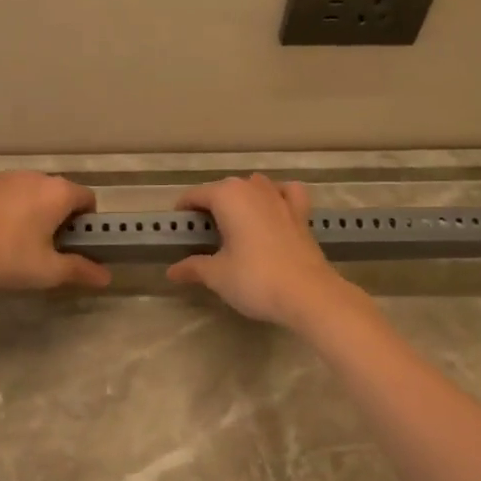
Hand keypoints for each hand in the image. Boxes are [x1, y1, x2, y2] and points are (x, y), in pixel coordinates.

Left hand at [0, 172, 109, 290]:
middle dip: (59, 219)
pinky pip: (7, 195)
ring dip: (33, 213)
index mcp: (58, 192)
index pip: (88, 199)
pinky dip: (8, 210)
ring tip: (15, 244)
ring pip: (32, 194)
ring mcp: (5, 176)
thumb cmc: (3, 255)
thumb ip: (79, 270)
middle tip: (45, 250)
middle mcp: (35, 176)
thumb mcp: (45, 271)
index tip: (73, 246)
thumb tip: (106, 276)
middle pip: (60, 195)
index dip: (87, 224)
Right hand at [166, 174, 350, 325]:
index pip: (195, 195)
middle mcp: (254, 188)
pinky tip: (273, 210)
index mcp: (228, 196)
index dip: (183, 211)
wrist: (308, 294)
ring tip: (235, 224)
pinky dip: (278, 196)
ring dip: (242, 198)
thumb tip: (172, 270)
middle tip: (202, 236)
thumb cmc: (255, 279)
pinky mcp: (301, 213)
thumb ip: (193, 267)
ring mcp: (281, 198)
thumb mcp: (217, 276)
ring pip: (255, 186)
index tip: (178, 230)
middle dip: (211, 206)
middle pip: (224, 189)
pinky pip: (286, 194)